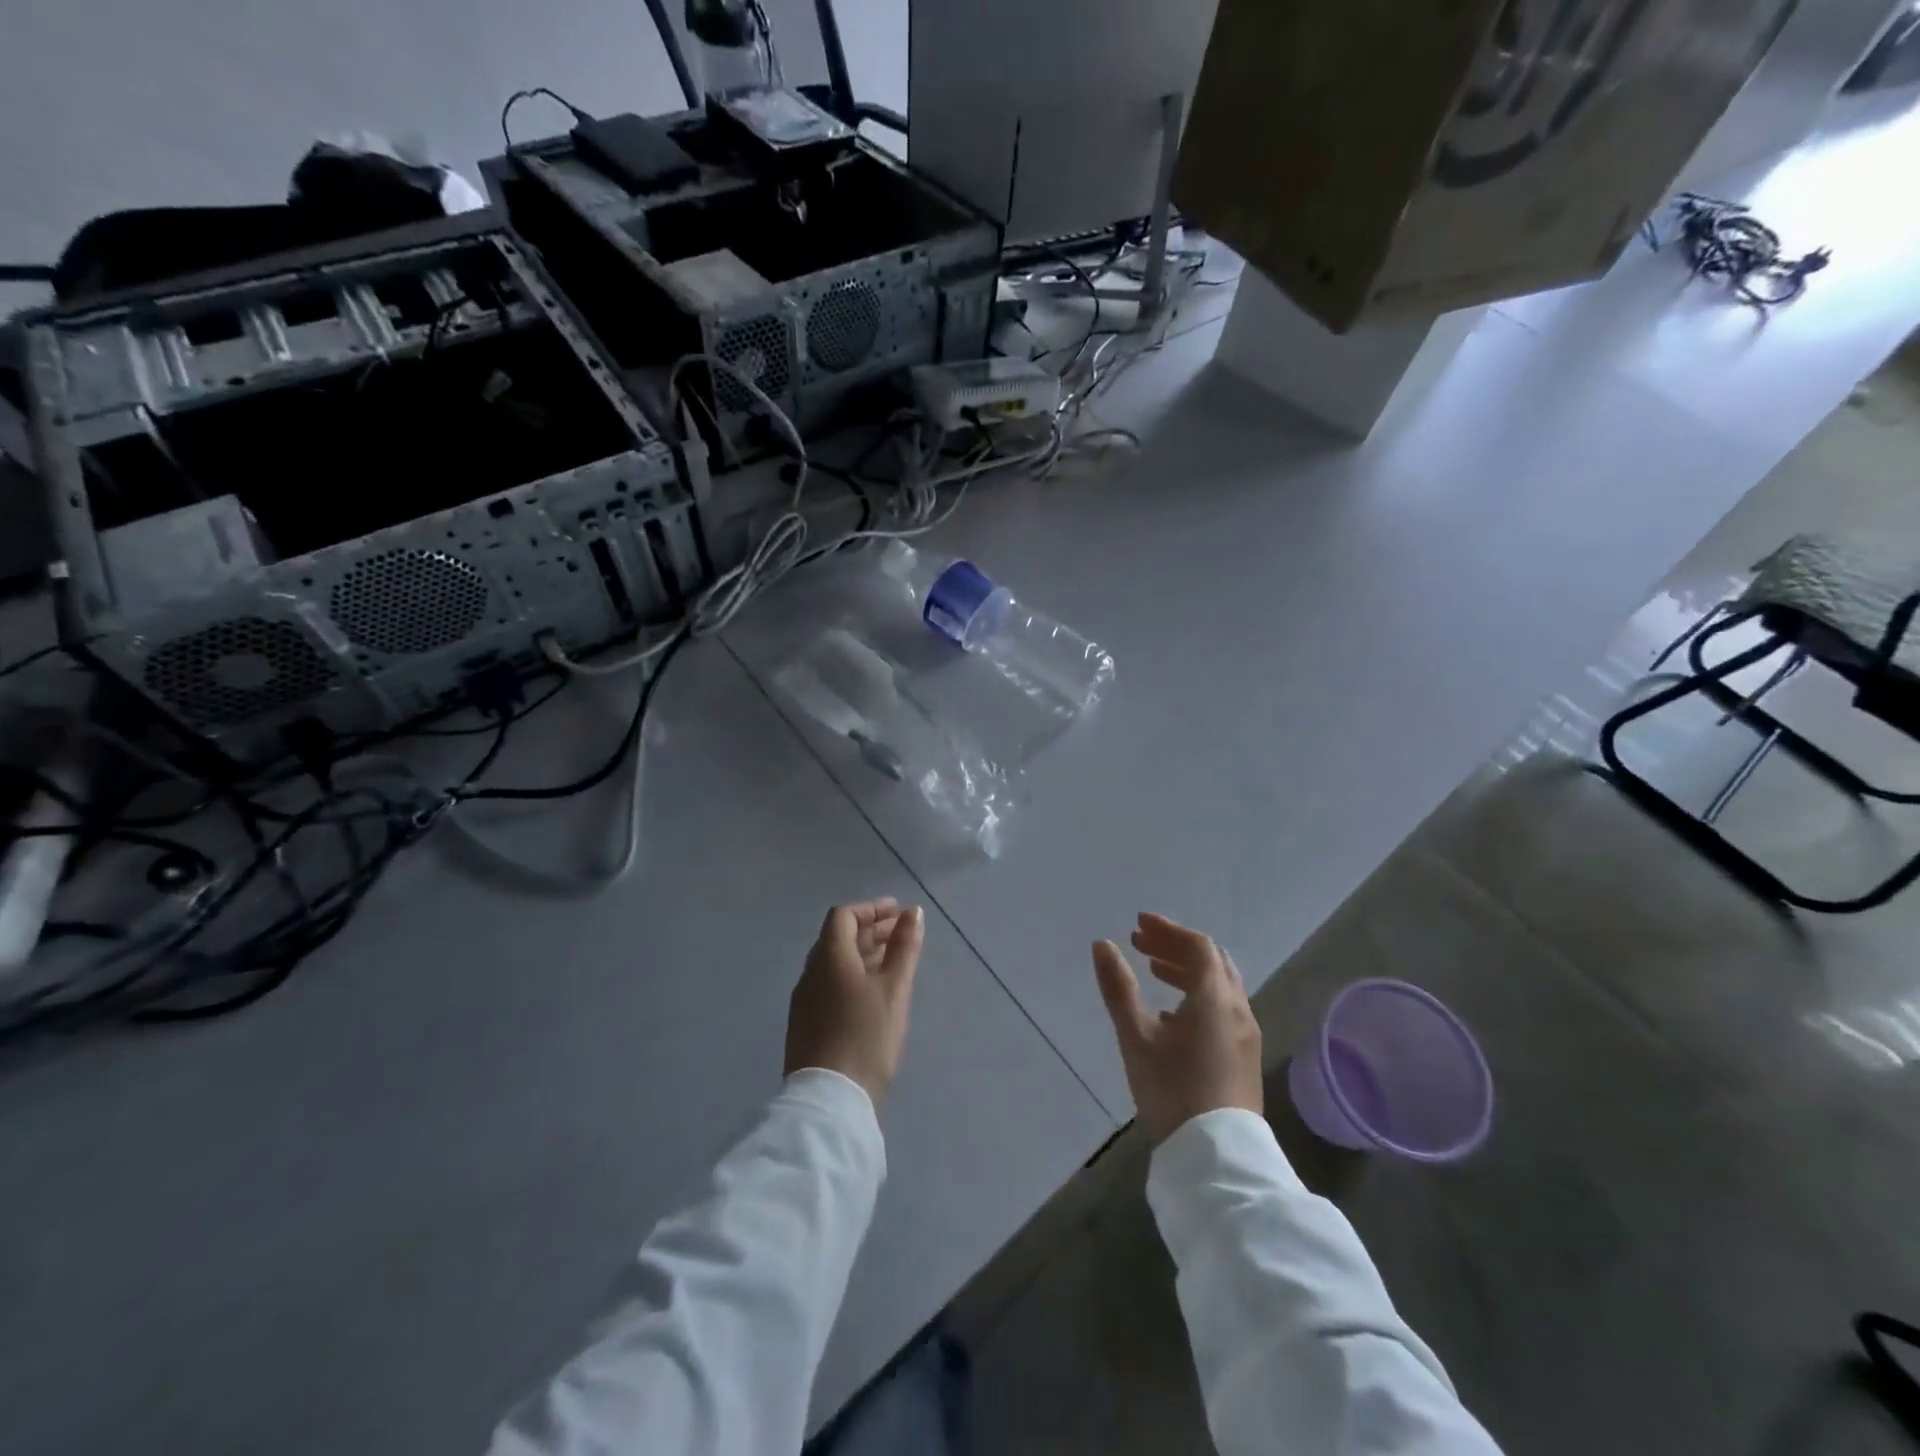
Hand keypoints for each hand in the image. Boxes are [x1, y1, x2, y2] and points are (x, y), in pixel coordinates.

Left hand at [786, 899, 925, 1104]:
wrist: (830, 1099)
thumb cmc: (867, 1035)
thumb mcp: (894, 988)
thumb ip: (904, 947)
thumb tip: (913, 912)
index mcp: (829, 957)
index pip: (843, 916)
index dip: (871, 909)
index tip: (898, 913)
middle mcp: (811, 972)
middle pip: (838, 938)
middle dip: (871, 930)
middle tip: (901, 934)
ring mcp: (805, 1000)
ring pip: (834, 963)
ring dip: (863, 953)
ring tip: (893, 961)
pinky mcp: (806, 1023)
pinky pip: (829, 984)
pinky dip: (852, 975)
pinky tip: (873, 993)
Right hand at [1093, 913, 1262, 1143]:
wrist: (1216, 1158)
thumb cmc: (1172, 1090)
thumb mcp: (1136, 1037)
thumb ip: (1119, 988)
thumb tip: (1103, 945)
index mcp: (1214, 997)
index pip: (1197, 946)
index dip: (1167, 930)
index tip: (1138, 924)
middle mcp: (1238, 1008)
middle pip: (1211, 961)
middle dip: (1176, 946)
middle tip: (1142, 944)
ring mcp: (1246, 1034)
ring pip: (1220, 985)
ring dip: (1187, 970)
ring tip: (1154, 971)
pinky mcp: (1244, 1056)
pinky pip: (1224, 1007)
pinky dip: (1198, 994)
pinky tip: (1173, 1014)